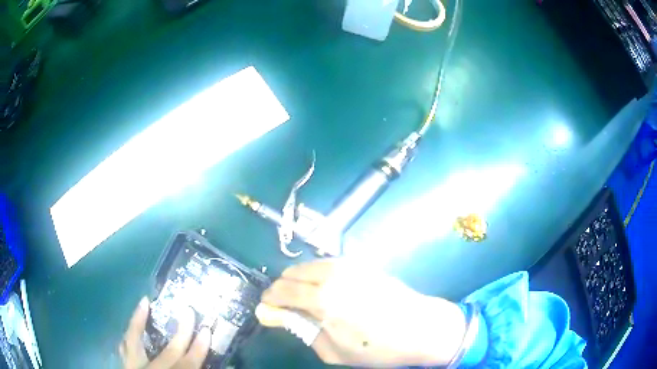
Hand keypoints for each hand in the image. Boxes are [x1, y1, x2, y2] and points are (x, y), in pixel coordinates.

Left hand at [119, 297, 210, 368]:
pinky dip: (127, 336)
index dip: (199, 350)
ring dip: (139, 323)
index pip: (189, 366)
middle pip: (168, 355)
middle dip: (181, 334)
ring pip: (133, 344)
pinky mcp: (125, 368)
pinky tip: (129, 326)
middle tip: (188, 311)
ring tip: (144, 303)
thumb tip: (214, 366)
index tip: (208, 331)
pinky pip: (123, 349)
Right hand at [256, 259, 466, 367]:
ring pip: (309, 266)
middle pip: (291, 273)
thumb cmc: (377, 348)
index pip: (281, 291)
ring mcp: (348, 265)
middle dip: (282, 289)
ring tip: (308, 300)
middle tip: (287, 307)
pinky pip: (327, 264)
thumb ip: (300, 329)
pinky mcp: (361, 263)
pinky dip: (317, 275)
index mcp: (322, 299)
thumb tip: (272, 315)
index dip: (270, 300)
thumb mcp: (333, 350)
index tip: (268, 309)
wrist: (421, 328)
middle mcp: (332, 275)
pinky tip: (328, 291)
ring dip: (300, 280)